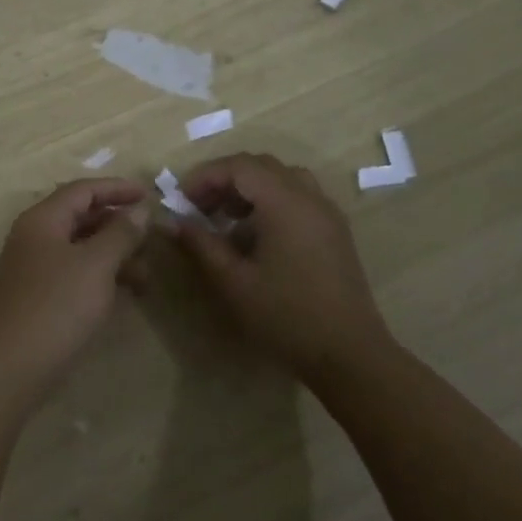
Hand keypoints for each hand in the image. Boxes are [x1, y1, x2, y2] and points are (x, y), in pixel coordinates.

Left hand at [0, 178, 150, 407]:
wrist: (10, 366)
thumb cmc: (56, 306)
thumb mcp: (96, 265)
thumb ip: (120, 233)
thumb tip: (139, 210)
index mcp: (43, 220)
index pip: (83, 190)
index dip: (116, 189)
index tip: (148, 194)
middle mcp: (35, 237)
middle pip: (81, 217)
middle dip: (118, 224)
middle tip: (151, 237)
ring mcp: (34, 268)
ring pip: (80, 248)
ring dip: (114, 255)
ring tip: (146, 276)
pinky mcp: (38, 297)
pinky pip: (75, 273)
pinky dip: (100, 276)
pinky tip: (123, 294)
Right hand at [166, 153, 393, 387]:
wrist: (349, 354)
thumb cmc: (286, 316)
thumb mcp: (233, 281)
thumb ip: (201, 244)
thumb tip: (172, 221)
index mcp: (284, 202)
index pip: (238, 166)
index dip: (205, 176)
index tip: (181, 201)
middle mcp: (309, 196)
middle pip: (260, 166)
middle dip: (225, 180)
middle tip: (199, 207)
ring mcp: (327, 212)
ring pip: (282, 179)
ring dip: (249, 189)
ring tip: (226, 218)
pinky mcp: (335, 231)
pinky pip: (298, 196)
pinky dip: (271, 201)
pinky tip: (257, 237)